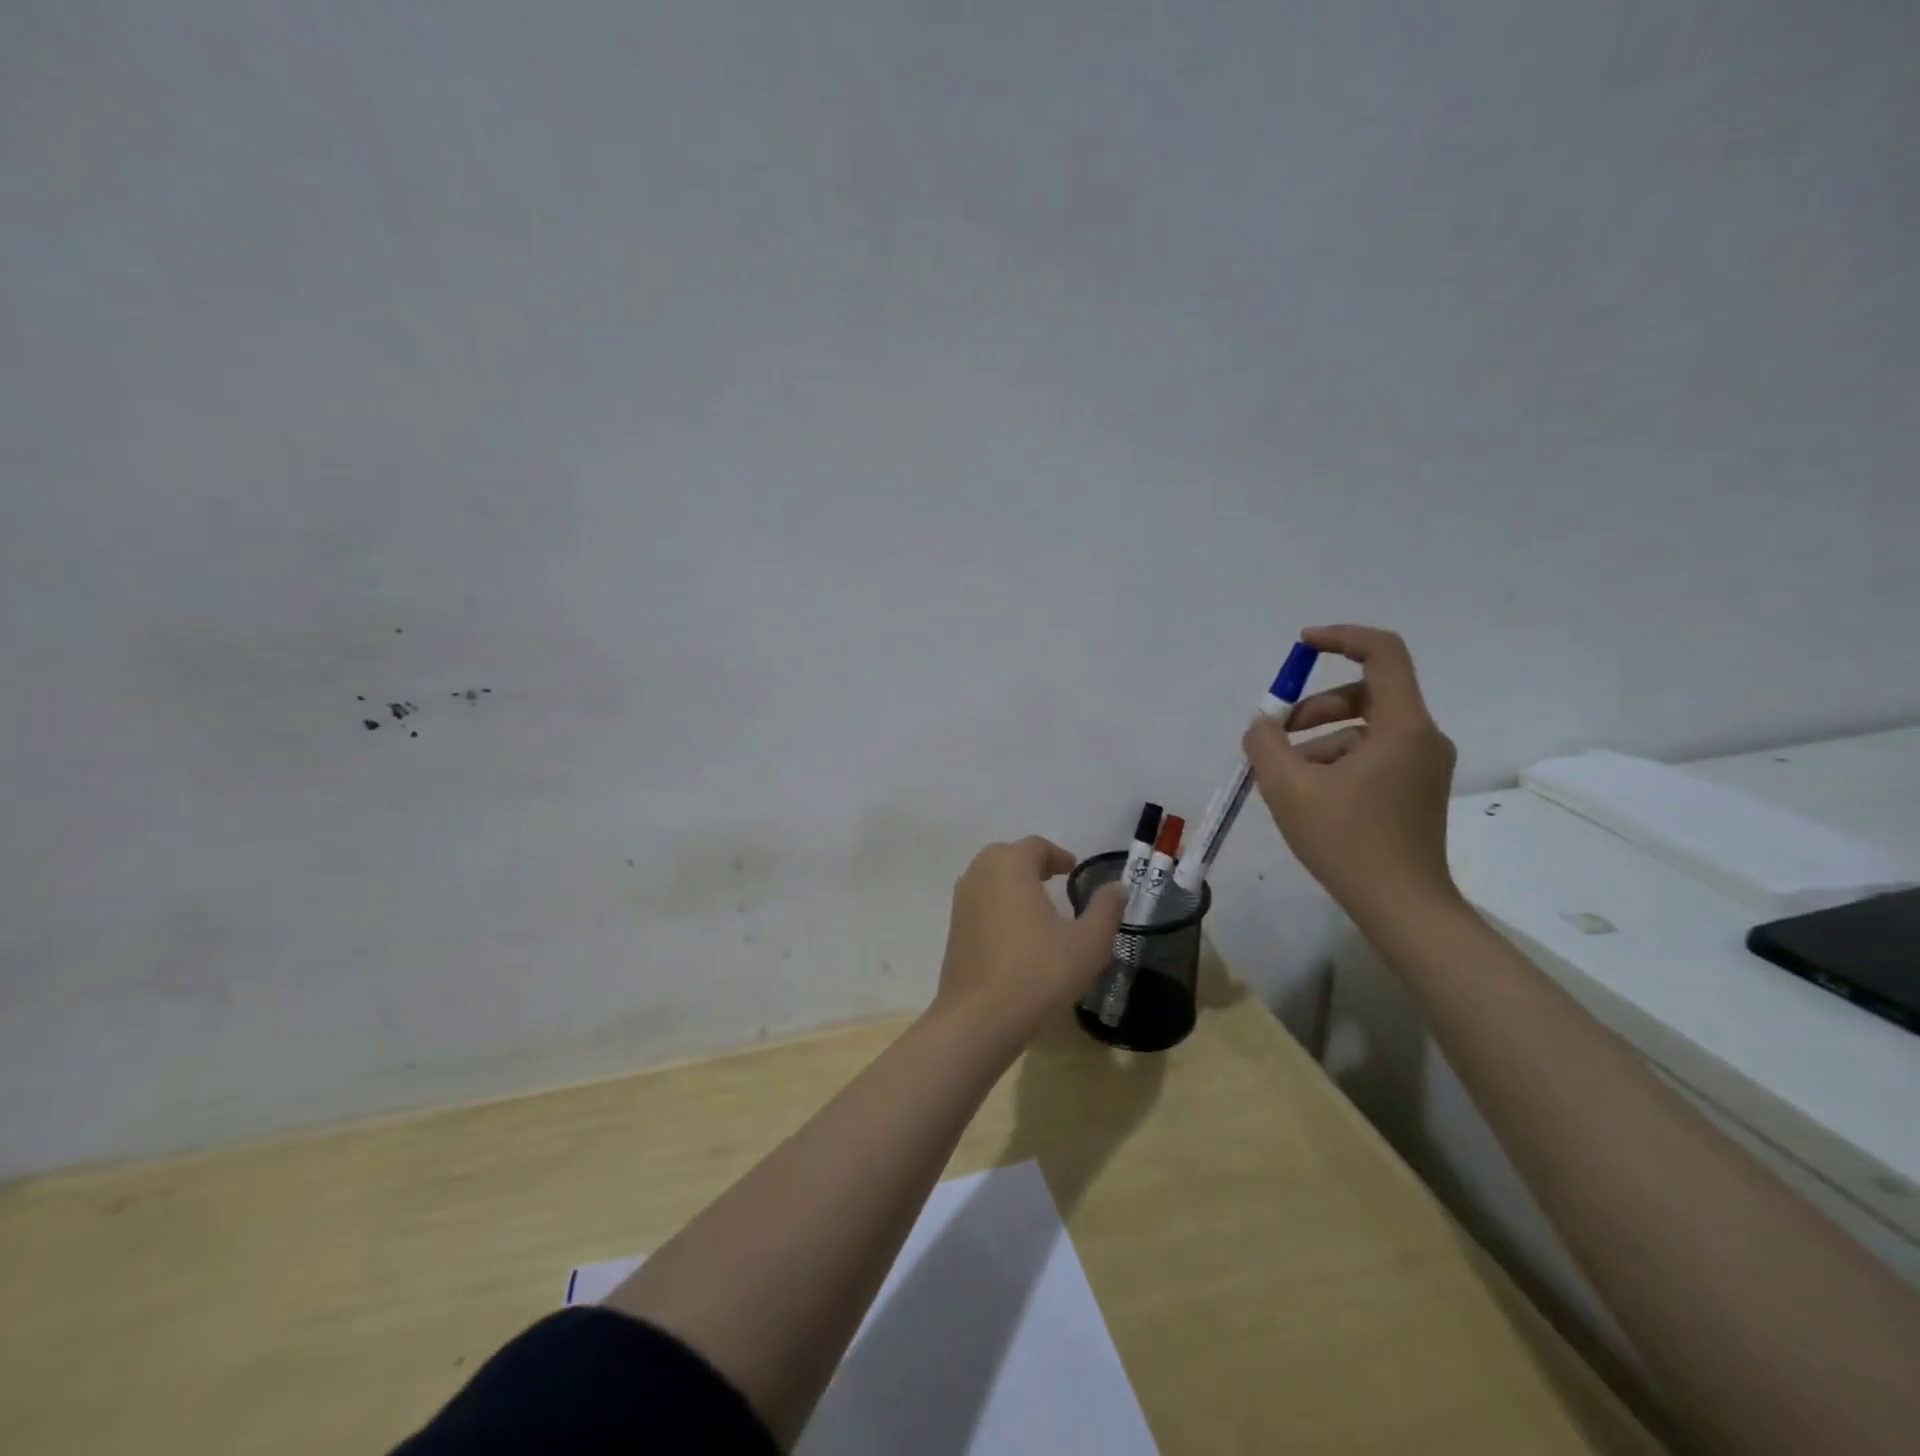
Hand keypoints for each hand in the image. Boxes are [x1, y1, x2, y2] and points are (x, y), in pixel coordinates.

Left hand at [932, 837, 1127, 1049]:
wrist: (979, 1018)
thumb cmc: (1038, 972)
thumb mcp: (1087, 943)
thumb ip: (1106, 910)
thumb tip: (1117, 887)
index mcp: (1009, 866)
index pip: (1035, 846)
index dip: (1057, 855)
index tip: (1073, 870)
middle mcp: (979, 874)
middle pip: (1007, 856)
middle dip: (1032, 864)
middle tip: (1055, 881)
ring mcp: (961, 902)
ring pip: (989, 878)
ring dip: (1013, 883)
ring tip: (1038, 906)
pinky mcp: (953, 929)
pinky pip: (979, 902)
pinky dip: (998, 904)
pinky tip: (1016, 933)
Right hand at [1242, 625, 1459, 928]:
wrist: (1402, 908)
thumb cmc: (1347, 842)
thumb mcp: (1288, 788)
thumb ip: (1265, 744)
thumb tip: (1262, 726)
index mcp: (1403, 727)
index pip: (1383, 653)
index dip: (1341, 638)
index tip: (1302, 645)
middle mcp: (1421, 738)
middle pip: (1366, 693)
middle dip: (1314, 707)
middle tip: (1277, 733)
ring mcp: (1422, 766)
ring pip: (1363, 730)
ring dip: (1318, 741)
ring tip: (1284, 777)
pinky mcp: (1415, 790)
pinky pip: (1370, 756)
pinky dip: (1335, 763)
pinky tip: (1307, 797)